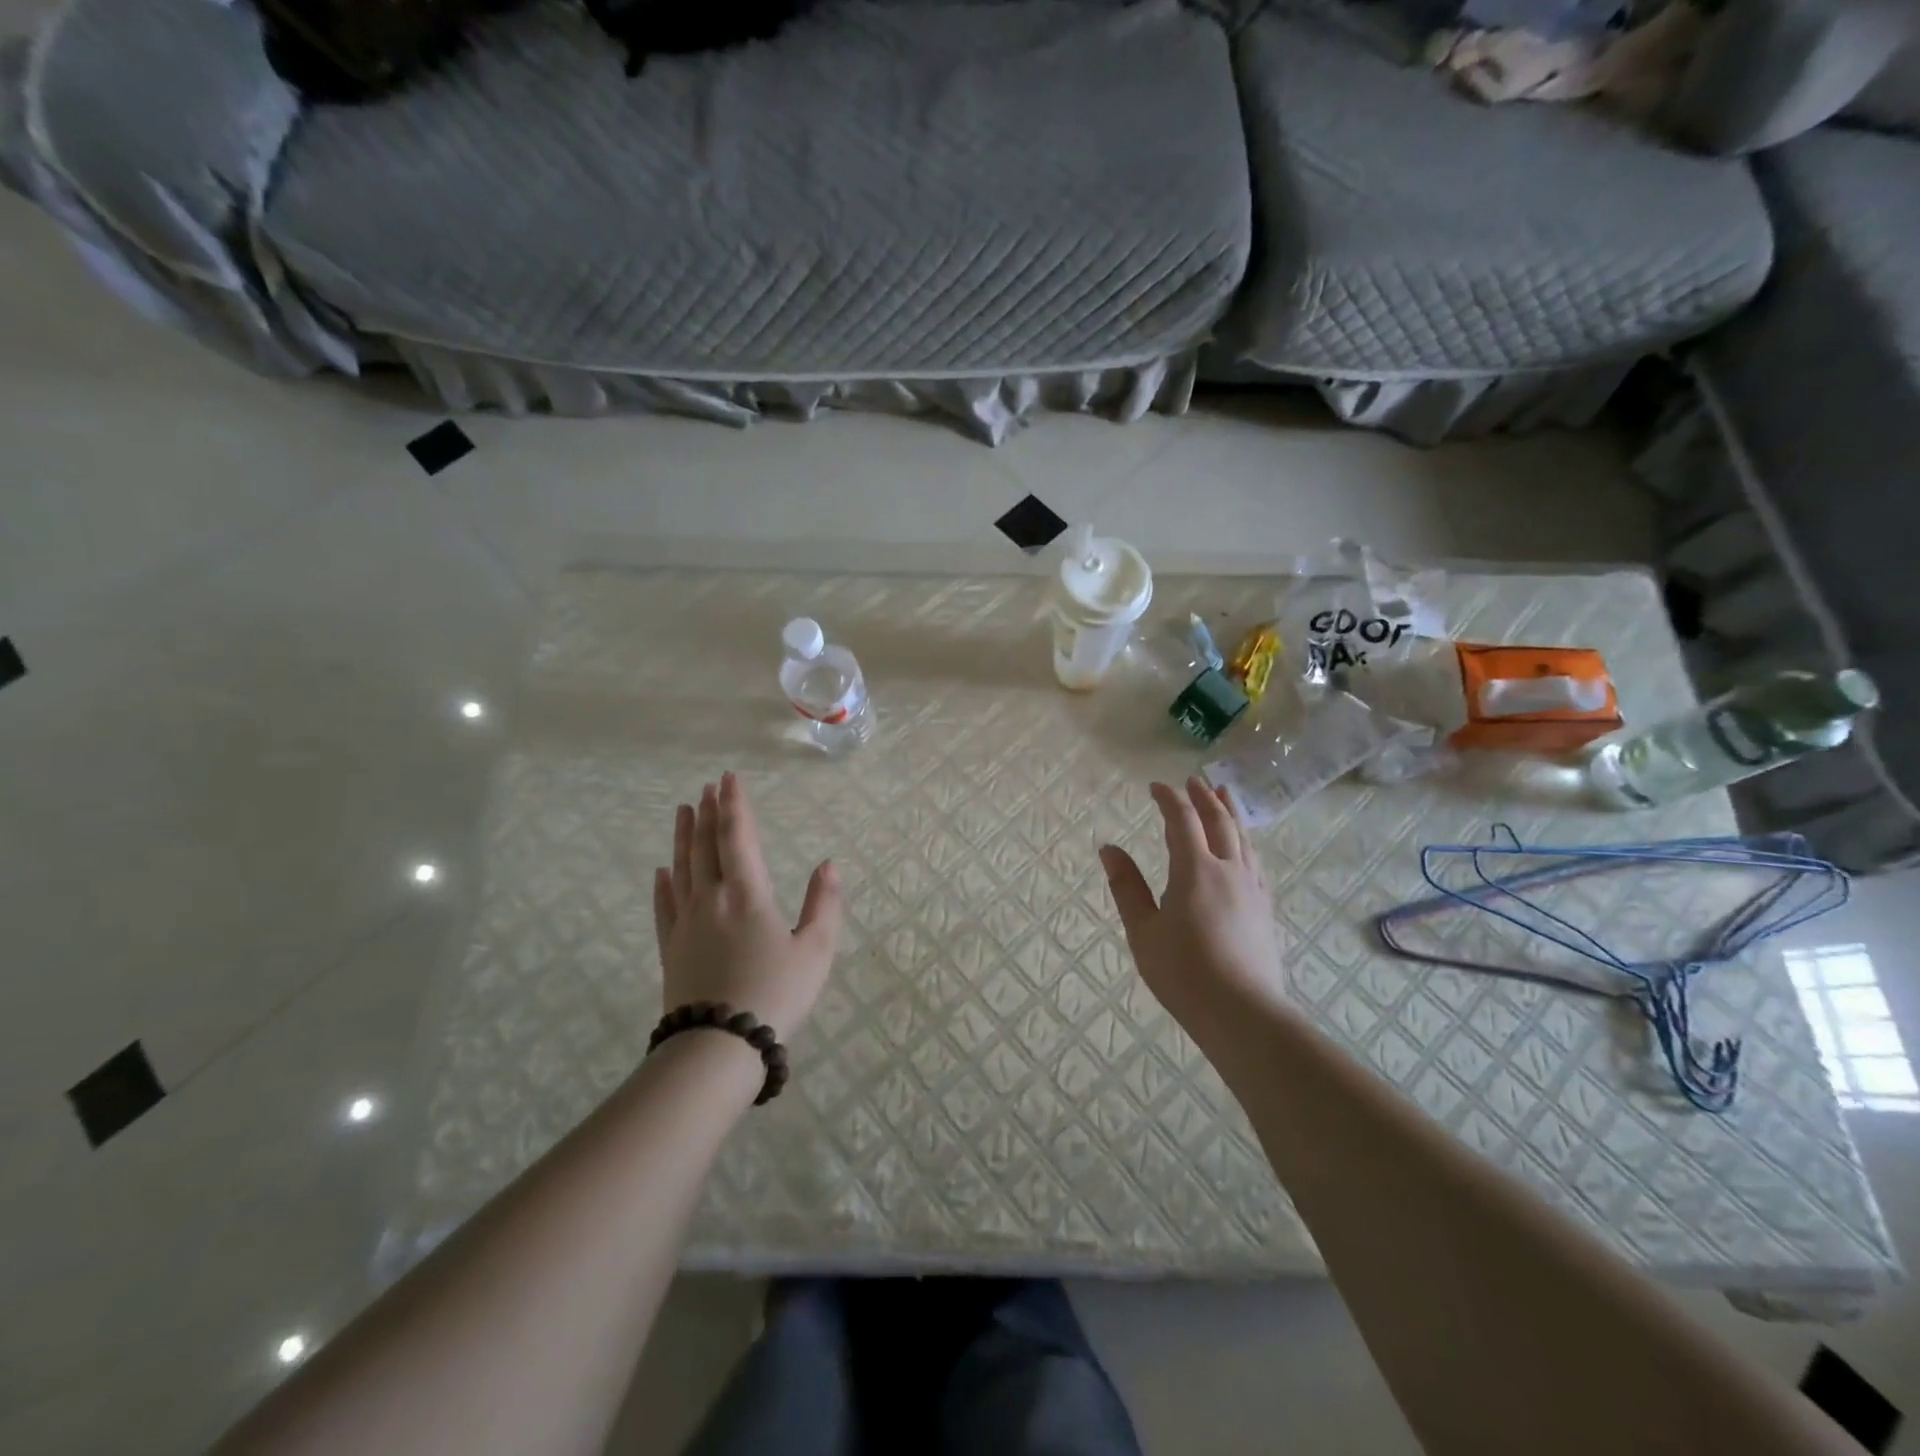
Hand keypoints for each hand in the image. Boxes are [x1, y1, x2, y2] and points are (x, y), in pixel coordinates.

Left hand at [652, 772, 842, 1040]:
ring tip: (684, 810)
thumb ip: (825, 904)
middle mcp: (712, 898)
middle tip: (707, 787)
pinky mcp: (670, 948)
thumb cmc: (776, 994)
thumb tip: (829, 865)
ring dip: (684, 836)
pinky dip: (664, 883)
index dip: (735, 806)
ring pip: (683, 868)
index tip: (729, 779)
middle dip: (709, 812)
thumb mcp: (816, 951)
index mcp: (748, 893)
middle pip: (707, 846)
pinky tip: (662, 871)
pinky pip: (664, 906)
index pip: (738, 837)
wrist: (719, 1046)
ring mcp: (685, 923)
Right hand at [1099, 778, 1286, 1036]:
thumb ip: (1127, 887)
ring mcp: (1252, 888)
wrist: (1242, 1013)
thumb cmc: (1183, 972)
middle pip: (1219, 821)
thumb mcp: (1143, 931)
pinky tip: (1245, 847)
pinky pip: (1256, 861)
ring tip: (1224, 795)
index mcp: (1195, 870)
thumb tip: (1109, 849)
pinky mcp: (1265, 908)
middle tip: (1193, 780)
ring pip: (1243, 838)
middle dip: (1204, 797)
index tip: (1156, 786)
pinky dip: (1246, 842)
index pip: (1182, 820)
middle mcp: (1228, 869)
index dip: (1169, 799)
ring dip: (1230, 812)